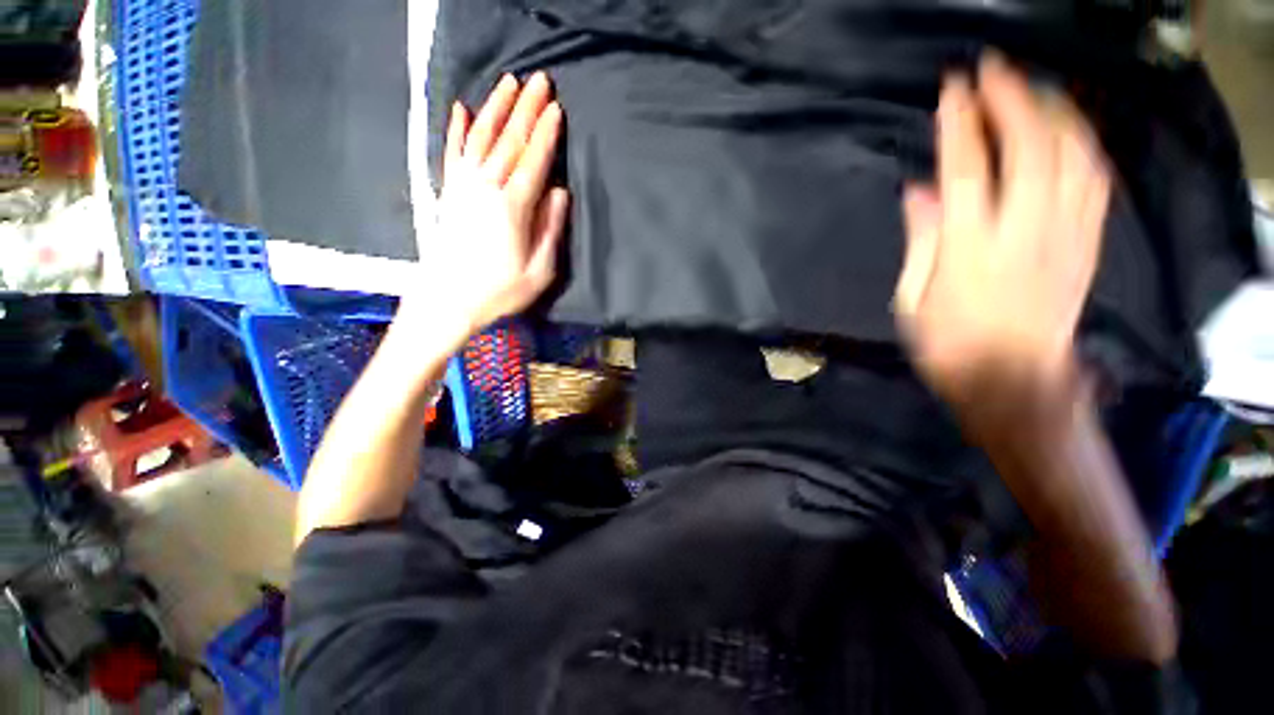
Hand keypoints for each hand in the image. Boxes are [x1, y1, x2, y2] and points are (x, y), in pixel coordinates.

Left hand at [399, 72, 569, 350]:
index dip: (546, 134)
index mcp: (512, 208)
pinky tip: (462, 108)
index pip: (533, 161)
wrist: (447, 301)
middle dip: (526, 109)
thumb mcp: (539, 271)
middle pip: (509, 141)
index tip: (557, 108)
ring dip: (496, 108)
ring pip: (482, 138)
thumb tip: (560, 192)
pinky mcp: (449, 193)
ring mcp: (464, 187)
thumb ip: (551, 230)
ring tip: (509, 82)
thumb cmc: (499, 292)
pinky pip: (454, 153)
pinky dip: (458, 130)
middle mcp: (486, 188)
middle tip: (540, 79)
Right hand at [893, 54, 1111, 408]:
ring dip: (1052, 110)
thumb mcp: (912, 300)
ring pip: (1072, 153)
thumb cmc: (949, 346)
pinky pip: (1094, 178)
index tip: (952, 87)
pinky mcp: (1087, 242)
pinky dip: (1083, 142)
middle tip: (993, 67)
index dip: (960, 123)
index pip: (967, 170)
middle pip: (1029, 147)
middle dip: (1011, 98)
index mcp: (970, 250)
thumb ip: (920, 240)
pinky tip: (1070, 126)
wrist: (1013, 382)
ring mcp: (1064, 234)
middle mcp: (1024, 232)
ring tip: (1031, 86)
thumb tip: (919, 190)